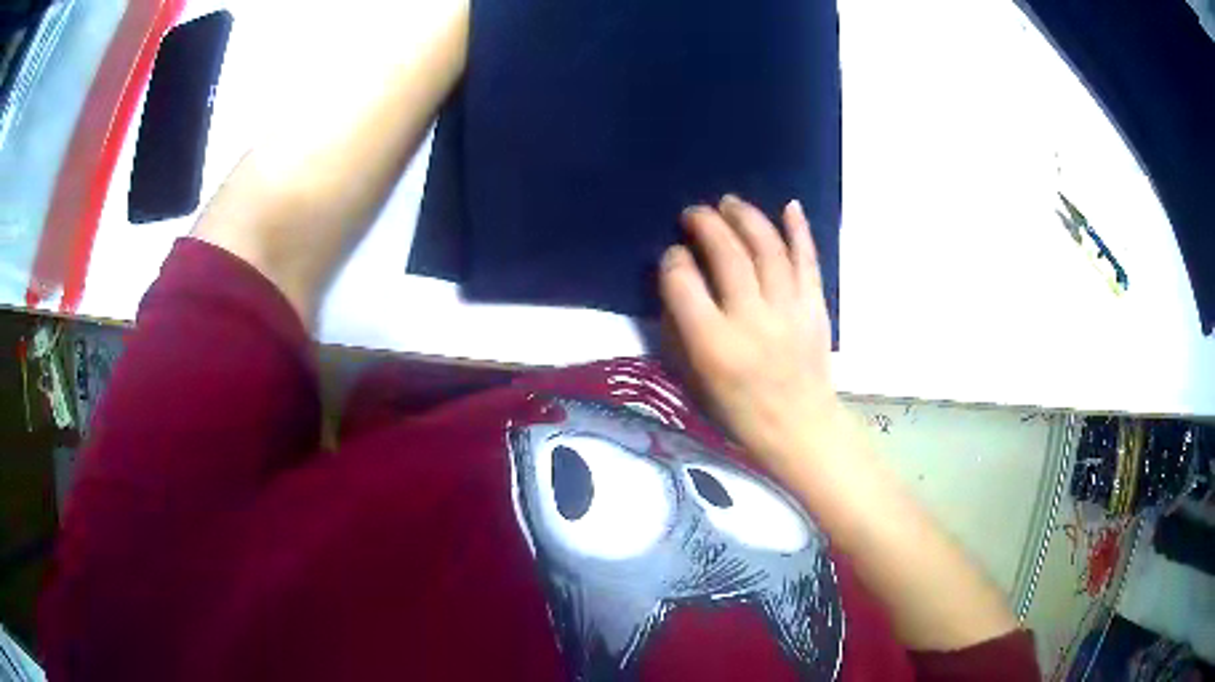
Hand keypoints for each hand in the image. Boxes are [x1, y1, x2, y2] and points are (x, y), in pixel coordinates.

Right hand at [659, 195, 839, 468]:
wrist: (801, 426)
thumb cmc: (741, 411)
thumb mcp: (697, 381)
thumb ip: (682, 330)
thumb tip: (679, 281)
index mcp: (715, 346)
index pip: (684, 284)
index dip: (674, 261)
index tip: (673, 255)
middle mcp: (752, 321)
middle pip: (727, 256)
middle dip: (707, 225)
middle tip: (695, 214)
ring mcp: (789, 310)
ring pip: (767, 249)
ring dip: (747, 218)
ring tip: (730, 203)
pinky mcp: (815, 306)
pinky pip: (808, 260)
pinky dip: (799, 230)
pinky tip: (789, 206)